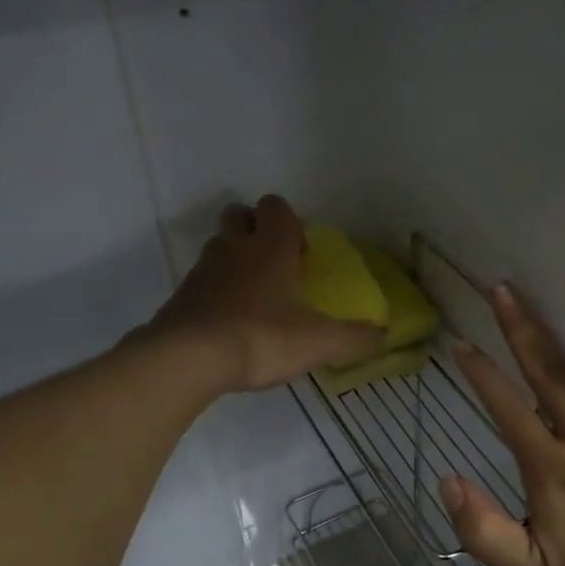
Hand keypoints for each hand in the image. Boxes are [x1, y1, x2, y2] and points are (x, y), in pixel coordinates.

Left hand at [147, 195, 383, 393]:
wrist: (189, 359)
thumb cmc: (261, 337)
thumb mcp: (319, 342)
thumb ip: (355, 339)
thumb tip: (382, 338)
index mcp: (270, 247)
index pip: (276, 206)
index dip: (290, 221)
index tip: (301, 251)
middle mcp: (234, 248)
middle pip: (239, 215)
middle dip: (255, 229)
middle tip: (275, 264)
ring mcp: (203, 270)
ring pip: (218, 246)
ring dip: (234, 259)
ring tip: (253, 295)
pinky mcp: (182, 297)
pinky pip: (202, 281)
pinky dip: (215, 291)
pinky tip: (229, 321)